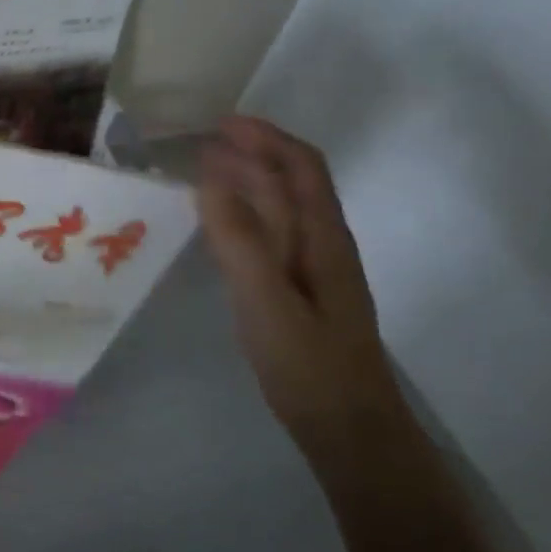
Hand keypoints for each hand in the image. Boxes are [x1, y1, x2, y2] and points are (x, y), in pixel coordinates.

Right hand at [198, 115, 401, 456]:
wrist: (349, 429)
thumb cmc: (309, 365)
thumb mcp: (267, 301)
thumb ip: (240, 240)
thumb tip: (209, 178)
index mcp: (323, 239)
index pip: (301, 169)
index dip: (266, 138)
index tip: (222, 122)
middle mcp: (323, 245)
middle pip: (292, 184)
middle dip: (254, 153)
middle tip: (202, 141)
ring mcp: (313, 270)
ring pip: (282, 210)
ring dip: (248, 181)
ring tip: (204, 172)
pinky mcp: (299, 292)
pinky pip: (271, 236)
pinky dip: (244, 215)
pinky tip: (221, 226)